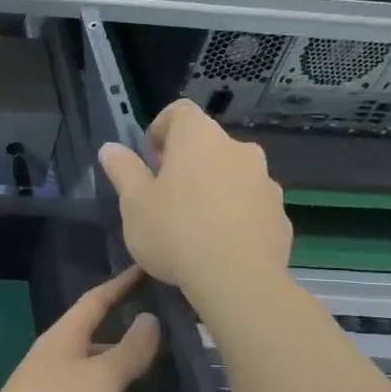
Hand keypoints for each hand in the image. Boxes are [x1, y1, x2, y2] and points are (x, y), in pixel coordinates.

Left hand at [0, 267, 159, 391]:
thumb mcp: (101, 376)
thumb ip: (130, 350)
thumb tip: (149, 318)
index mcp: (64, 342)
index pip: (95, 303)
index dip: (121, 286)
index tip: (148, 269)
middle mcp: (62, 372)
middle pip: (106, 355)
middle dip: (142, 354)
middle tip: (191, 352)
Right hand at [96, 99, 292, 313]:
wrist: (238, 280)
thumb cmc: (175, 233)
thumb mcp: (133, 203)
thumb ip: (123, 171)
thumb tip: (111, 148)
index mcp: (199, 139)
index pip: (179, 112)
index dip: (161, 130)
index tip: (150, 160)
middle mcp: (238, 149)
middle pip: (207, 144)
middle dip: (185, 163)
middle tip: (164, 196)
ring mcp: (264, 181)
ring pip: (231, 173)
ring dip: (212, 187)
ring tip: (193, 224)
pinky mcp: (279, 213)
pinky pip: (249, 203)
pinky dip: (233, 212)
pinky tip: (218, 243)